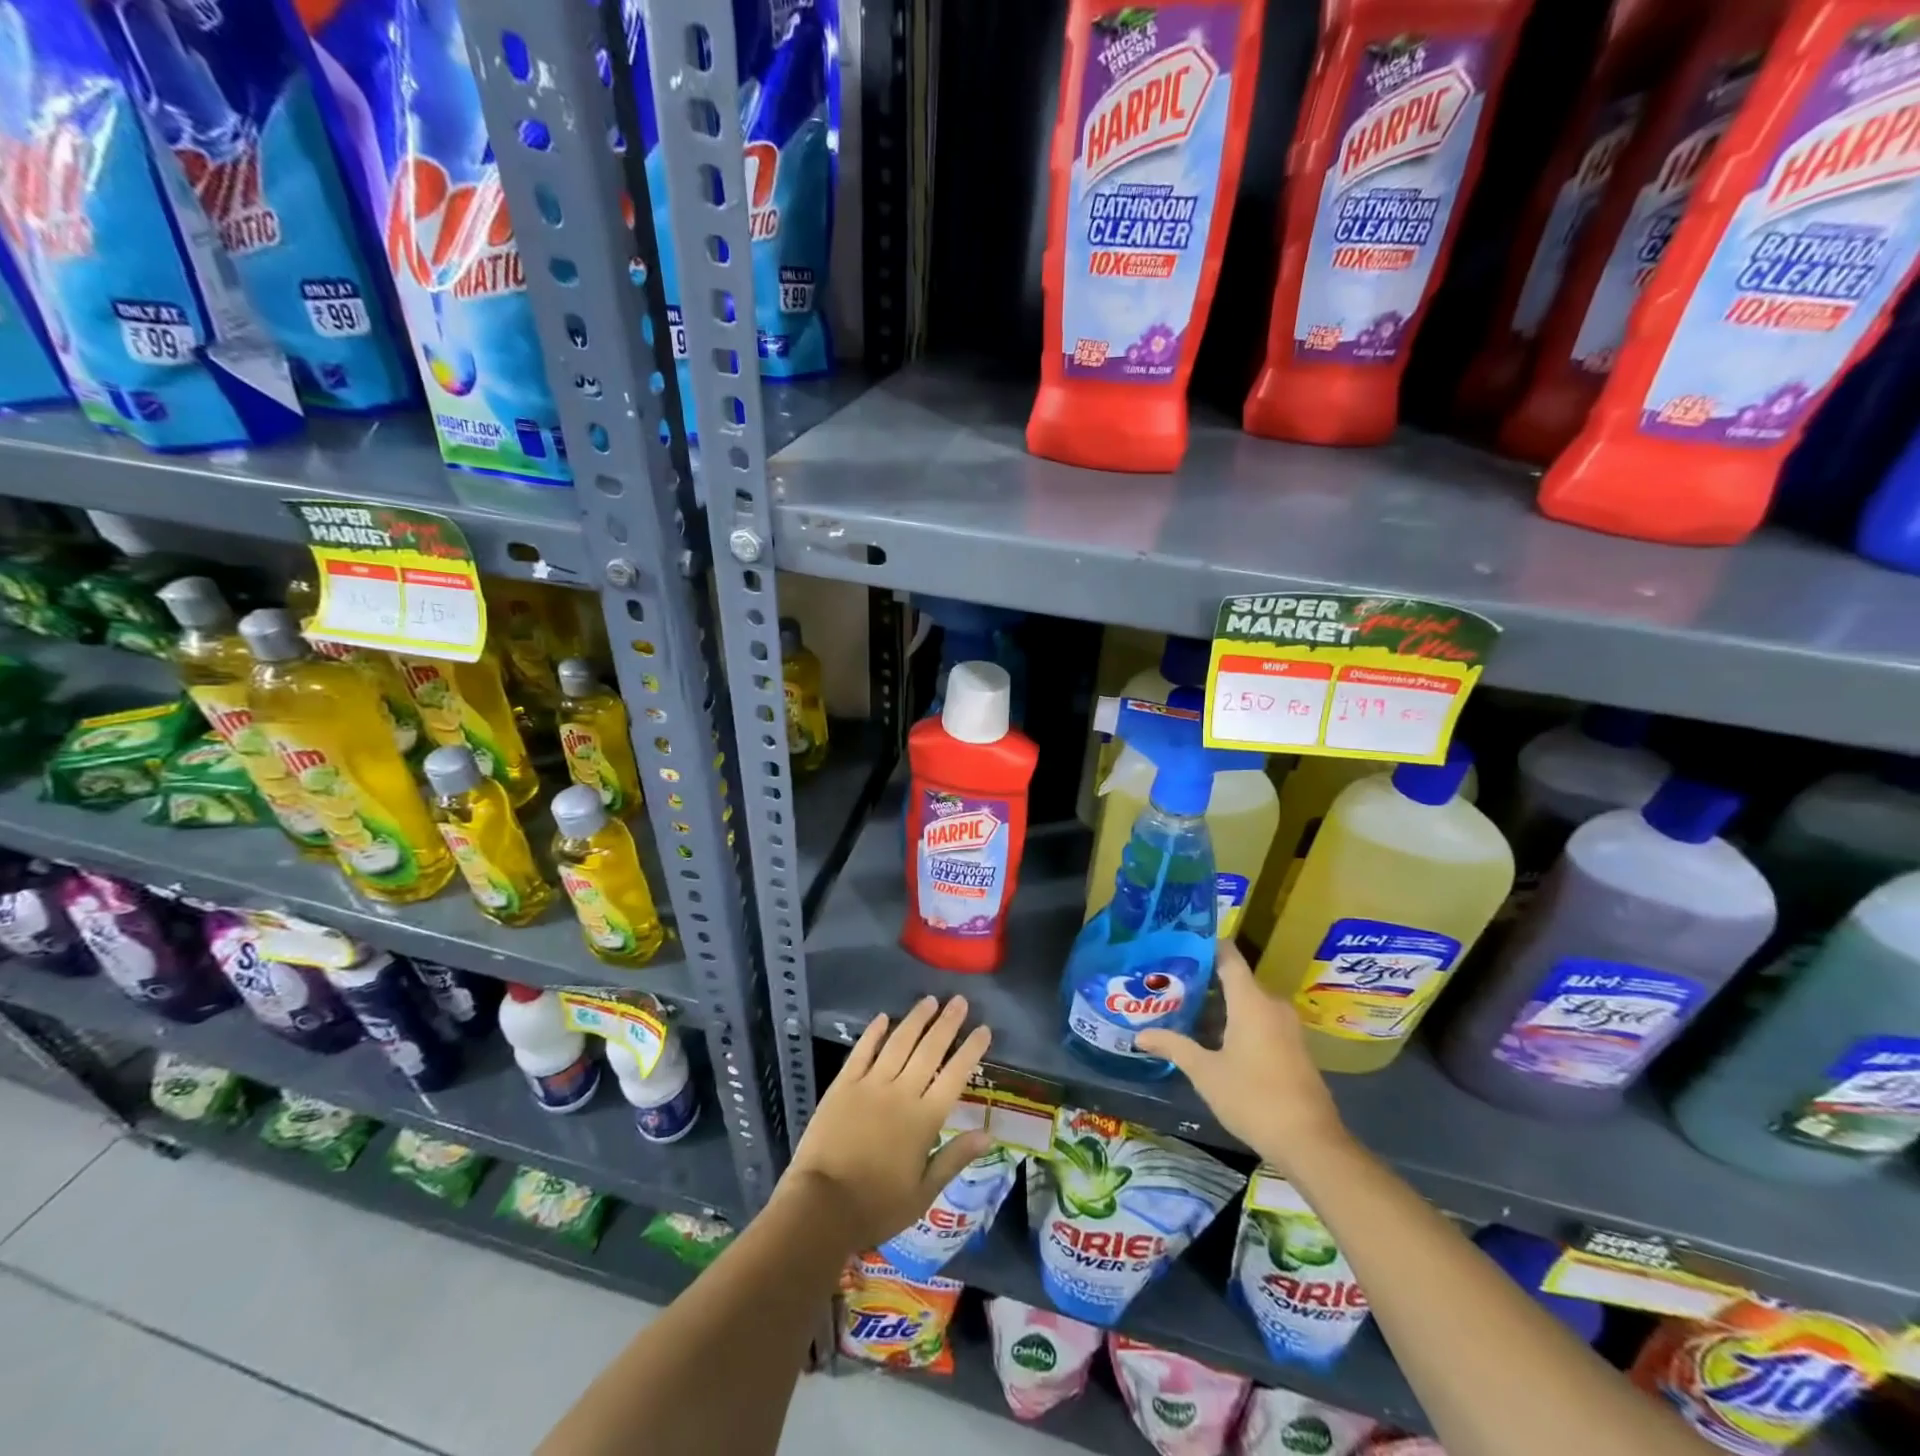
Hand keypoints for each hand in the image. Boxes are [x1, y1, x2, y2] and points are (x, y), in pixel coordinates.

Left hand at [780, 996, 992, 1253]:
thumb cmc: (877, 1206)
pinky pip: (862, 1051)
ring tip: (930, 1000)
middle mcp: (901, 1092)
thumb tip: (989, 1134)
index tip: (983, 1028)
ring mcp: (870, 1085)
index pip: (955, 1075)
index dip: (971, 1050)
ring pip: (898, 1042)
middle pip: (929, 1050)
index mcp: (924, 1119)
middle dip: (947, 1023)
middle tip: (960, 1000)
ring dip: (916, 1019)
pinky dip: (874, 1032)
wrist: (821, 1207)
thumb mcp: (924, 1192)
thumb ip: (955, 1157)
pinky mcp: (843, 1085)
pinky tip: (884, 1017)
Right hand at [1135, 943, 1346, 1174]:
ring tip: (1183, 1009)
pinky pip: (1260, 1019)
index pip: (1228, 956)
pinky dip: (1236, 1021)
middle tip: (1168, 984)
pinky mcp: (1293, 1046)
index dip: (1203, 946)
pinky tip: (1211, 1038)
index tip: (1176, 946)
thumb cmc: (1253, 1098)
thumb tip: (1140, 1035)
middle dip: (1202, 981)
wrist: (1310, 1142)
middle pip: (1234, 979)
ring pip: (1247, 1002)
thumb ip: (1173, 1046)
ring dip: (1218, 1005)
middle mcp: (1271, 1004)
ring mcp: (1286, 1026)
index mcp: (1251, 1001)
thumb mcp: (1205, 1072)